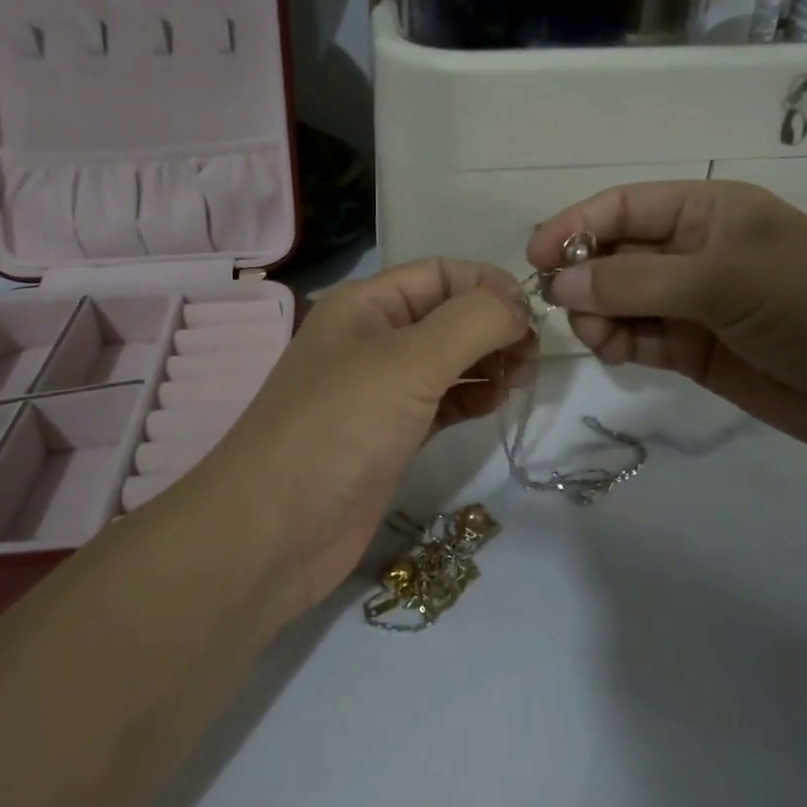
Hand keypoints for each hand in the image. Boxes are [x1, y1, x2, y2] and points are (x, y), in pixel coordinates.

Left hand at [186, 259, 531, 623]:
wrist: (273, 533)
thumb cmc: (339, 429)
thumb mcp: (409, 361)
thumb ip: (472, 322)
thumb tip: (518, 307)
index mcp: (366, 305)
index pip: (440, 274)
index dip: (489, 285)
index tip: (534, 315)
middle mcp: (371, 340)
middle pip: (447, 315)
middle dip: (493, 326)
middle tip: (532, 356)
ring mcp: (379, 391)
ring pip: (448, 360)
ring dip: (488, 362)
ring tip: (521, 379)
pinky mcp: (389, 436)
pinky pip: (442, 402)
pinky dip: (471, 398)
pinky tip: (495, 404)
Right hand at [528, 181, 806, 508]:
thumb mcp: (724, 279)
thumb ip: (636, 280)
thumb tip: (557, 284)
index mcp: (708, 209)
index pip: (624, 206)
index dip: (575, 225)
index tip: (534, 258)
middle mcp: (695, 249)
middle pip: (615, 252)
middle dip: (585, 276)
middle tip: (564, 310)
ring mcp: (692, 301)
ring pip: (620, 299)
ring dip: (599, 315)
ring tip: (600, 339)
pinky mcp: (693, 348)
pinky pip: (638, 336)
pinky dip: (618, 342)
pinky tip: (615, 353)